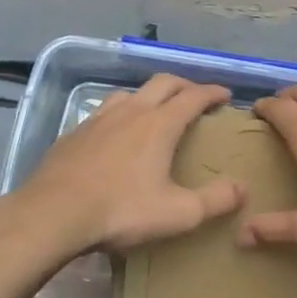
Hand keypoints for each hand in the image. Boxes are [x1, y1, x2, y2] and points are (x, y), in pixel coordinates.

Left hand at [15, 73, 243, 255]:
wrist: (54, 213)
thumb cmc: (121, 211)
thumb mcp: (177, 214)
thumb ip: (214, 201)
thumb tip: (242, 188)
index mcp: (159, 125)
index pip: (193, 96)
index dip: (213, 92)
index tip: (226, 95)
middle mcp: (131, 111)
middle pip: (163, 83)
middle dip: (184, 85)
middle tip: (196, 97)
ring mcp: (99, 119)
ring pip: (130, 93)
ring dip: (149, 96)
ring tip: (155, 112)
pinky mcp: (75, 132)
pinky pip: (104, 112)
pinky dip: (120, 114)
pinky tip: (115, 135)